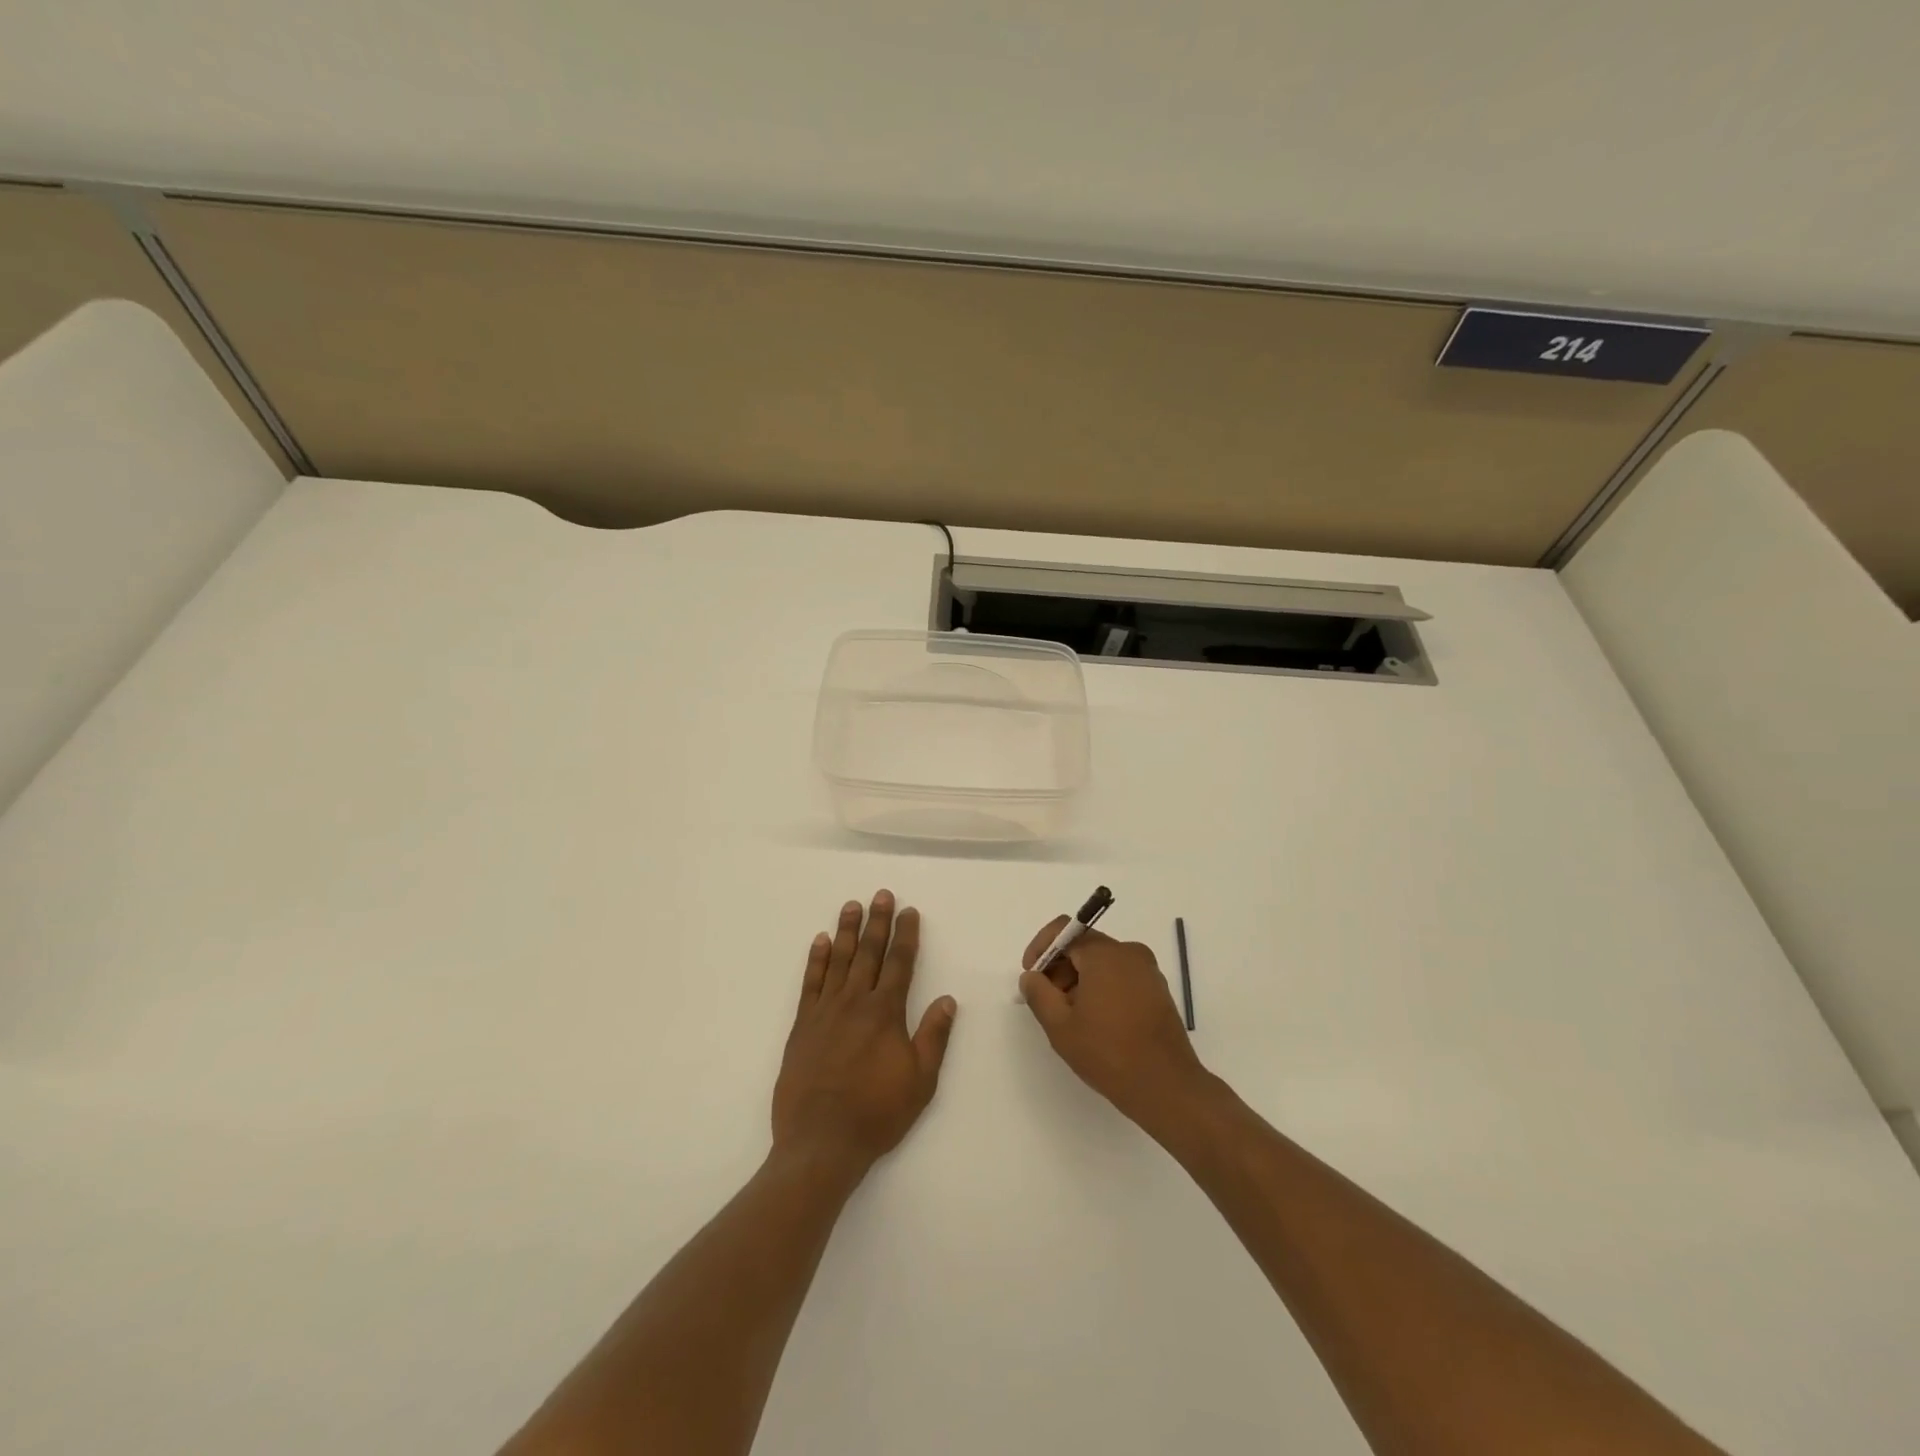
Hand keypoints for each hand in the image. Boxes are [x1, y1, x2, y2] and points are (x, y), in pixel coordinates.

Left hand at [772, 891, 957, 1173]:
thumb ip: (933, 1036)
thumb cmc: (876, 1113)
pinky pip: (810, 983)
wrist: (820, 1143)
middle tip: (881, 894)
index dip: (906, 935)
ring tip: (851, 905)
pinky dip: (816, 960)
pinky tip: (820, 941)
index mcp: (886, 1013)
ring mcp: (825, 1012)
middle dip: (877, 922)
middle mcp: (855, 1002)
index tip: (908, 911)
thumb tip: (948, 999)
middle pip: (869, 953)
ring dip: (846, 931)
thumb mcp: (920, 1081)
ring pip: (838, 960)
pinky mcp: (803, 1026)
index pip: (900, 963)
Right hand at [1019, 917, 1208, 1132]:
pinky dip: (1102, 988)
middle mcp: (1130, 953)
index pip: (1064, 931)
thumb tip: (1031, 976)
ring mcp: (1148, 971)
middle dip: (1060, 968)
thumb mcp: (1060, 1026)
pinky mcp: (1158, 990)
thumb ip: (1038, 993)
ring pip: (1103, 962)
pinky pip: (1121, 976)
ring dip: (1080, 980)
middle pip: (1084, 946)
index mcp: (1105, 954)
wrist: (1166, 1087)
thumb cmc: (1108, 1053)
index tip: (1031, 976)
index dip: (1041, 948)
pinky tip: (1096, 1021)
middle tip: (1047, 1001)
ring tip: (1071, 1017)